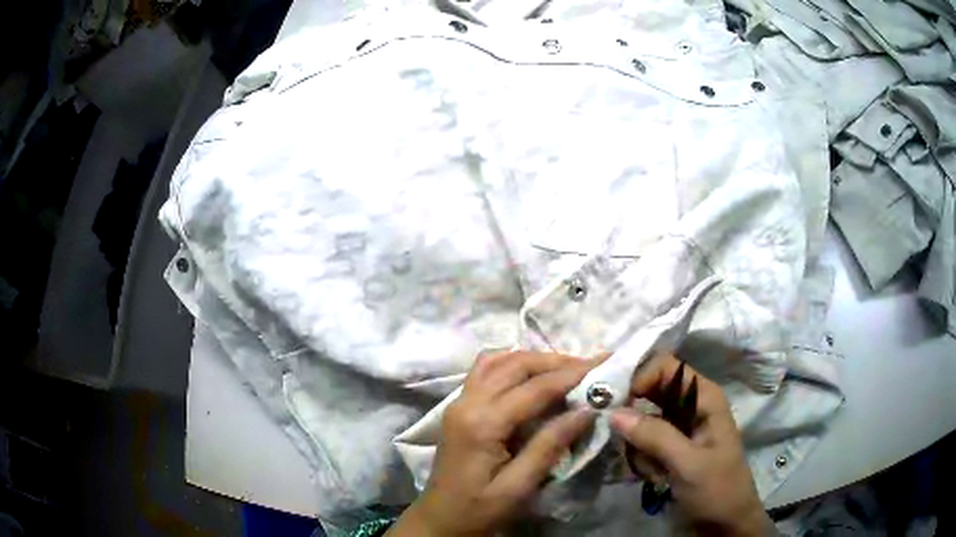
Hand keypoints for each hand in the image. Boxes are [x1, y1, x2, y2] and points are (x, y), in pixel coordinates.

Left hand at [388, 351, 595, 536]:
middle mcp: (467, 402)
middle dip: (555, 361)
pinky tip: (529, 374)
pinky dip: (510, 363)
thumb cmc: (479, 510)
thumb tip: (586, 410)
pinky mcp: (458, 407)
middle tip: (588, 366)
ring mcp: (459, 402)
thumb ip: (549, 446)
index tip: (602, 364)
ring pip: (498, 361)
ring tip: (565, 369)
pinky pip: (484, 370)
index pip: (534, 388)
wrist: (440, 519)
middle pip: (515, 365)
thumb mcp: (518, 487)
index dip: (571, 374)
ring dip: (533, 359)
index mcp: (482, 423)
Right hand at [611, 355, 772, 535]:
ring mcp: (679, 428)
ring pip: (641, 420)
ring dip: (638, 446)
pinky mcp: (670, 448)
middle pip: (649, 392)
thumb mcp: (688, 464)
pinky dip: (640, 457)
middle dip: (634, 418)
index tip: (616, 404)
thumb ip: (654, 436)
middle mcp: (690, 406)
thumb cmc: (717, 489)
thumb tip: (614, 412)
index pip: (666, 367)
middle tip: (627, 443)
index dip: (640, 378)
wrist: (725, 524)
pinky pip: (643, 442)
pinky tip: (653, 477)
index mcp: (704, 397)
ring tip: (652, 470)